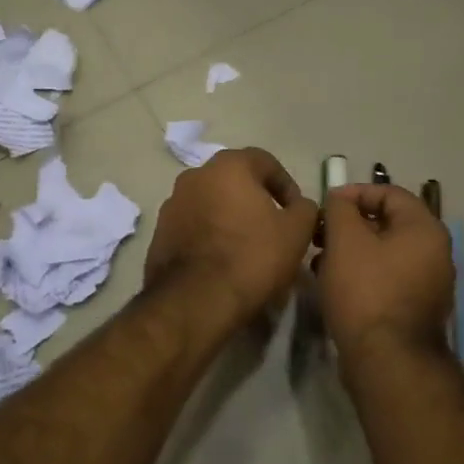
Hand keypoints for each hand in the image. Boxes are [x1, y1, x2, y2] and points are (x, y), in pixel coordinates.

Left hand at [144, 147, 319, 329]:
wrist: (195, 300)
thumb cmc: (252, 256)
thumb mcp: (296, 231)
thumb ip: (305, 209)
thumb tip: (299, 206)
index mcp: (228, 166)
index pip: (266, 162)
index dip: (286, 186)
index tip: (297, 213)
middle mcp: (195, 175)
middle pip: (235, 181)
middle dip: (256, 201)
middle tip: (273, 229)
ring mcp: (172, 204)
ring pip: (212, 204)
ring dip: (231, 218)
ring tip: (248, 248)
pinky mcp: (159, 233)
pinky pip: (193, 226)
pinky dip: (210, 236)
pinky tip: (223, 262)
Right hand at [316, 184, 454, 359]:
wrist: (386, 360)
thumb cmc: (366, 291)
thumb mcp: (345, 240)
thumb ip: (340, 209)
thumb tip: (340, 200)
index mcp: (425, 229)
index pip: (390, 193)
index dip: (355, 193)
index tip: (326, 204)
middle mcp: (436, 253)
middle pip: (388, 224)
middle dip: (350, 225)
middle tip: (320, 234)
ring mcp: (429, 284)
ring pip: (385, 253)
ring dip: (352, 251)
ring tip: (321, 261)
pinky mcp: (416, 309)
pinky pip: (388, 278)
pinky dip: (363, 274)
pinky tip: (335, 285)